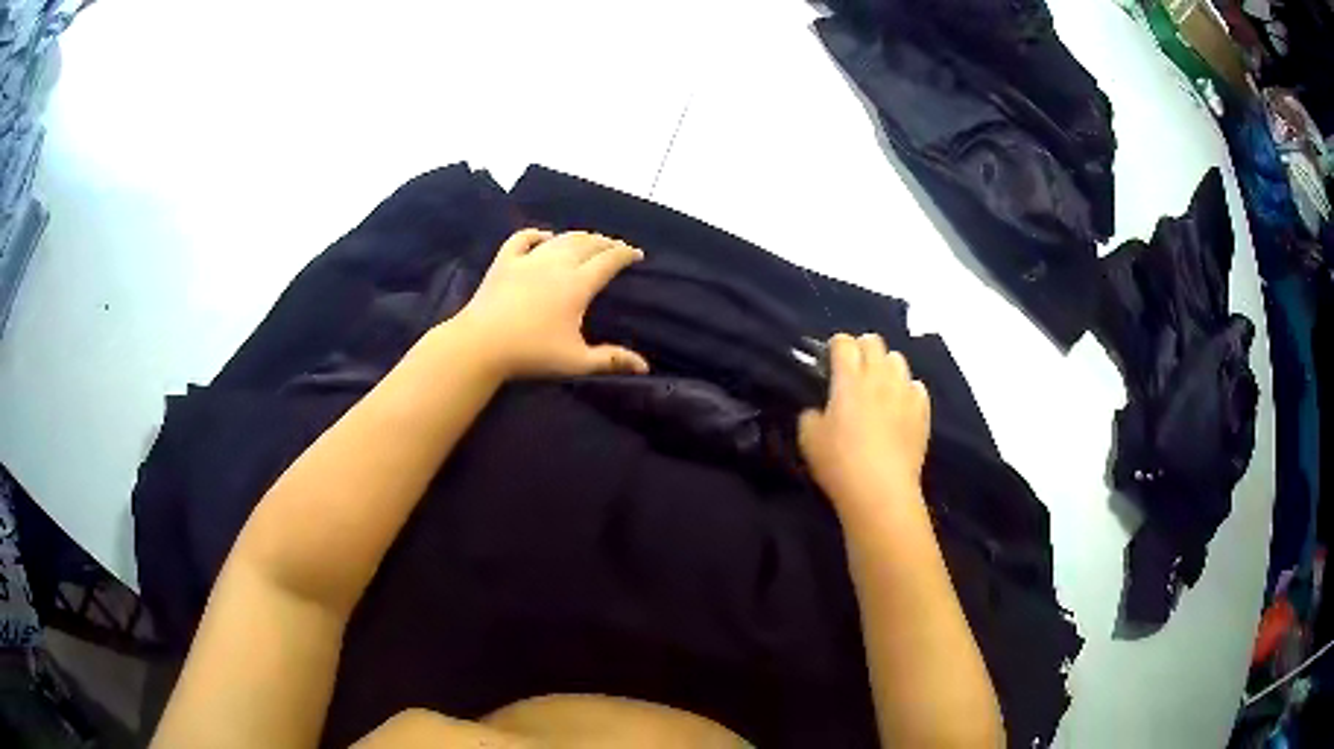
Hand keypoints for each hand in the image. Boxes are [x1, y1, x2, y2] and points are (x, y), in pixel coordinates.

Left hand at [451, 228, 649, 378]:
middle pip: (588, 244)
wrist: (481, 344)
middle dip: (606, 243)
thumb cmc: (531, 353)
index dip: (626, 254)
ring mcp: (528, 259)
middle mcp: (557, 263)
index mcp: (577, 284)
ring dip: (579, 236)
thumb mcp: (576, 361)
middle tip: (616, 247)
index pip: (609, 260)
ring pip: (560, 238)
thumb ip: (611, 360)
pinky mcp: (505, 261)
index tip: (637, 254)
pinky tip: (544, 236)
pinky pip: (523, 238)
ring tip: (589, 240)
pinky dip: (537, 234)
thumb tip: (644, 366)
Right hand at [798, 333, 930, 511]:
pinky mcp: (923, 411)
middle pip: (874, 342)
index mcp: (849, 379)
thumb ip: (810, 415)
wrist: (881, 490)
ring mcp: (905, 392)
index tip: (829, 358)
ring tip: (878, 384)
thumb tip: (819, 410)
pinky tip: (899, 405)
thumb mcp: (808, 439)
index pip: (844, 342)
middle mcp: (879, 377)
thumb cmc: (840, 463)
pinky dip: (906, 389)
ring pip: (898, 359)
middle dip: (861, 348)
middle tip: (853, 368)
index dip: (835, 345)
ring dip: (885, 365)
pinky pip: (916, 386)